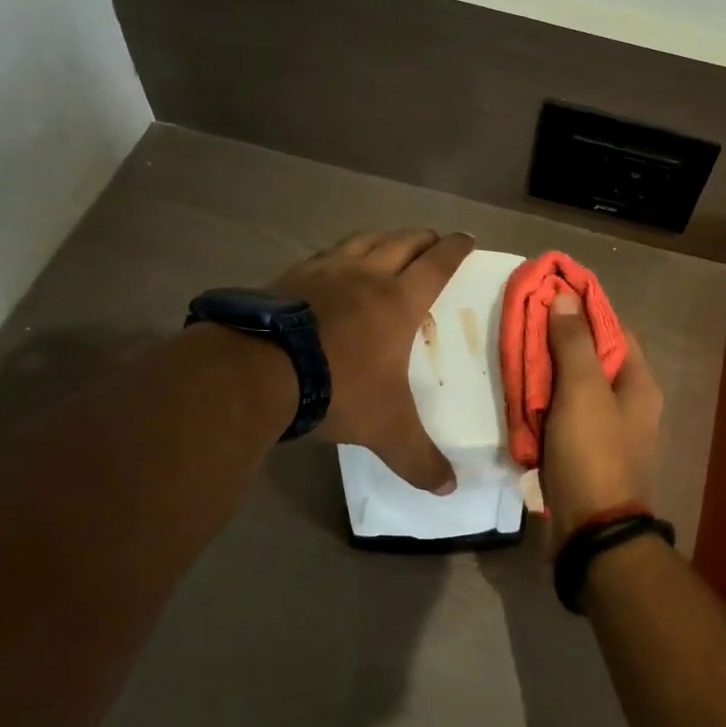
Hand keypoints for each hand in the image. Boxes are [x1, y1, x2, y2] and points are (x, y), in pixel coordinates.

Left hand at [268, 229, 473, 491]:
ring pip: (364, 240)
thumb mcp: (386, 431)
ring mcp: (325, 271)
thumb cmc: (338, 390)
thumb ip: (419, 459)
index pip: (437, 264)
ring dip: (383, 238)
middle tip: (434, 240)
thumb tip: (449, 488)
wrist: (258, 372)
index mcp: (399, 302)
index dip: (455, 249)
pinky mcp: (290, 275)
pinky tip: (333, 266)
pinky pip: (325, 254)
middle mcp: (366, 276)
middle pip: (403, 242)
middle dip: (423, 238)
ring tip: (389, 244)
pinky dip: (341, 253)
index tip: (467, 239)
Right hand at [540, 291, 662, 556]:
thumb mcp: (583, 390)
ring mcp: (605, 429)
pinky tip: (517, 393)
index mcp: (639, 383)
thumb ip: (574, 342)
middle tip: (521, 323)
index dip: (584, 308)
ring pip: (573, 387)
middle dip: (558, 339)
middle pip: (592, 357)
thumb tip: (565, 295)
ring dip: (546, 372)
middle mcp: (628, 402)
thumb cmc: (593, 453)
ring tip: (512, 352)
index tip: (549, 292)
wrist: (591, 531)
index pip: (613, 328)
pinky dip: (542, 402)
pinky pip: (561, 415)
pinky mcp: (583, 452)